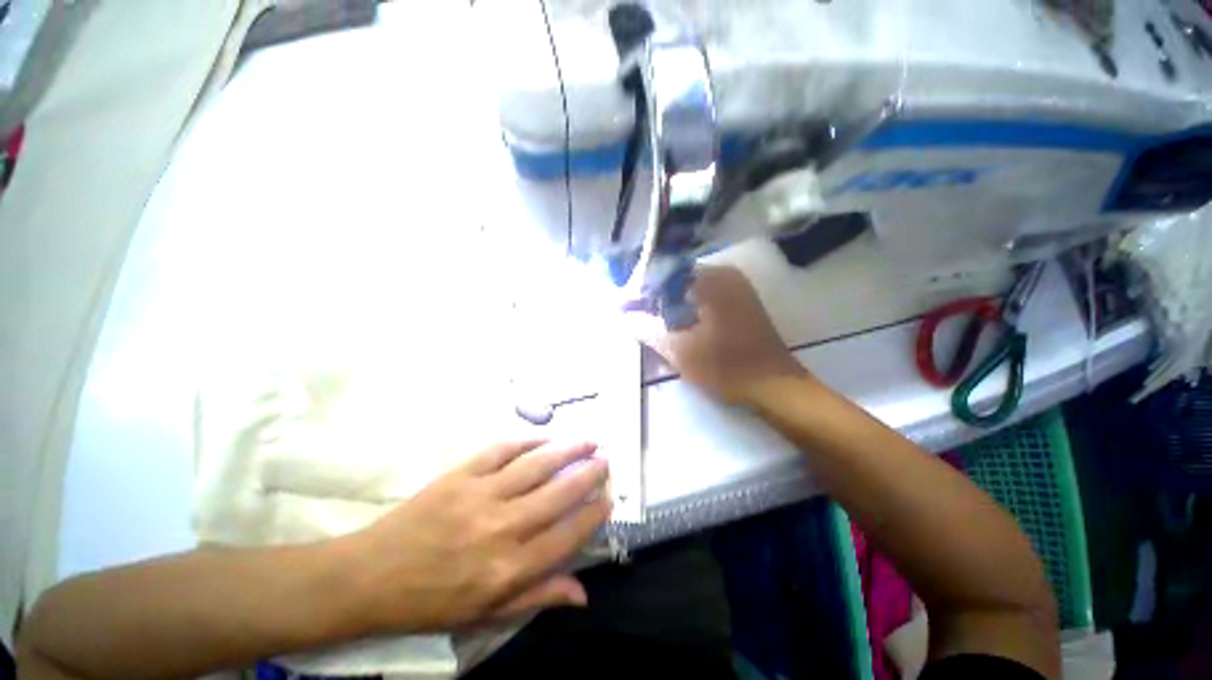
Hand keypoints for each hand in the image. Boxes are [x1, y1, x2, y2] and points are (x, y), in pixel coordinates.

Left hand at [343, 440, 610, 632]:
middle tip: (606, 460)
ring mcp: (481, 495)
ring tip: (588, 441)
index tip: (608, 498)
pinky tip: (545, 438)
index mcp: (508, 568)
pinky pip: (503, 451)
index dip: (592, 514)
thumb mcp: (486, 615)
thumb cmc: (431, 601)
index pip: (566, 536)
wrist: (372, 576)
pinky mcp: (461, 474)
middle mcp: (501, 528)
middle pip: (558, 494)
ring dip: (567, 450)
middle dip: (588, 474)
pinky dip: (528, 441)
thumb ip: (537, 596)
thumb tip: (583, 594)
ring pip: (536, 465)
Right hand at [629, 266, 807, 404]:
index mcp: (711, 279)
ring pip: (689, 290)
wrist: (776, 387)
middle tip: (637, 319)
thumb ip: (648, 329)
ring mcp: (736, 288)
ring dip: (670, 306)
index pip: (665, 273)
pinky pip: (704, 298)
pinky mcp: (740, 303)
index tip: (627, 309)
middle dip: (655, 299)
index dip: (642, 291)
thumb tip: (623, 315)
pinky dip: (687, 310)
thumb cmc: (727, 367)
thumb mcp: (680, 350)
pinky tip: (677, 327)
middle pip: (677, 280)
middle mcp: (725, 275)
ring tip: (653, 326)